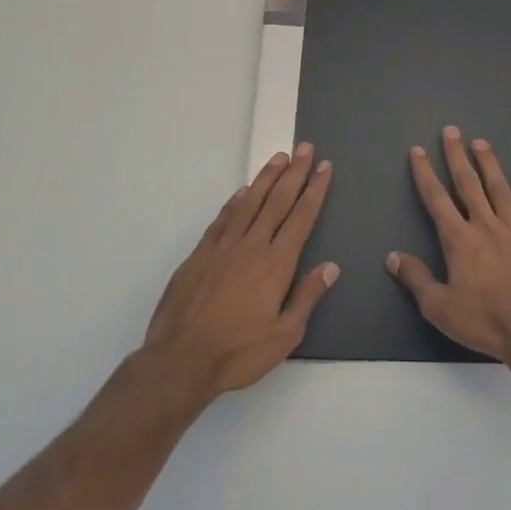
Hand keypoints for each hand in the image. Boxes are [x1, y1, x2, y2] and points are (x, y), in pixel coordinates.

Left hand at [140, 145, 337, 408]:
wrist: (179, 361)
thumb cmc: (238, 353)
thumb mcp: (285, 335)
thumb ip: (307, 297)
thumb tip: (331, 267)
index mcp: (276, 264)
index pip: (301, 218)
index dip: (315, 190)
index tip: (324, 167)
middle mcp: (251, 246)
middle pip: (277, 201)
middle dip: (294, 173)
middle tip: (305, 148)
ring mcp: (222, 247)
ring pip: (249, 203)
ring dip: (266, 178)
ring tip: (279, 158)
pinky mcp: (199, 255)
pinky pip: (222, 219)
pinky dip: (235, 201)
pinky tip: (243, 191)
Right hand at [387, 126, 510, 362]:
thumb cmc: (484, 321)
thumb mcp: (439, 307)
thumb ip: (416, 279)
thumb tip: (393, 256)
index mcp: (460, 241)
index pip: (437, 200)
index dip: (426, 174)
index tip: (419, 151)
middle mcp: (486, 228)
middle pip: (469, 185)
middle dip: (457, 157)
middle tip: (452, 131)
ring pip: (501, 191)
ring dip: (490, 166)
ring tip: (482, 143)